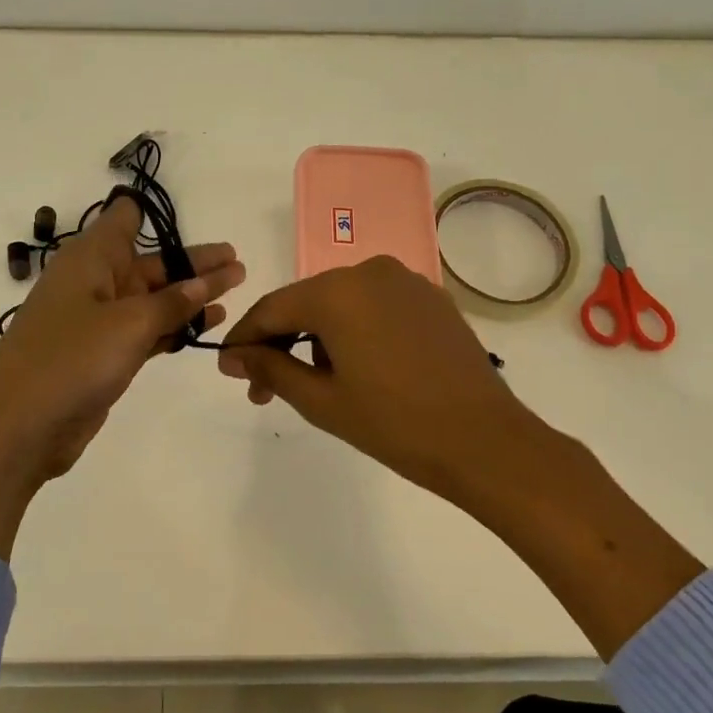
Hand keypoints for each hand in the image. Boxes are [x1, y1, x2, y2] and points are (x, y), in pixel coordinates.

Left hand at [0, 194, 245, 556]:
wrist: (16, 430)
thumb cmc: (69, 361)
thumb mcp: (128, 325)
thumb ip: (172, 303)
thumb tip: (206, 282)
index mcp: (90, 260)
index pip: (123, 219)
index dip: (152, 212)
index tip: (189, 214)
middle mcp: (94, 283)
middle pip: (151, 264)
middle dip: (193, 263)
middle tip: (238, 261)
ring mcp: (98, 323)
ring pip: (153, 300)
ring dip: (191, 296)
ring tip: (235, 288)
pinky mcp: (103, 357)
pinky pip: (147, 332)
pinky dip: (175, 327)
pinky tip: (208, 325)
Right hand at [217, 256, 530, 502]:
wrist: (485, 441)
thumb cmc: (395, 424)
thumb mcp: (322, 400)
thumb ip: (270, 368)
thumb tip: (232, 355)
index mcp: (337, 292)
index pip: (272, 309)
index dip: (245, 338)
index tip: (228, 368)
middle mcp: (369, 271)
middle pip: (306, 302)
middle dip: (281, 342)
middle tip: (264, 388)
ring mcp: (405, 281)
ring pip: (341, 303)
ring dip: (318, 337)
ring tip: (316, 384)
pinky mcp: (431, 298)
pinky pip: (375, 306)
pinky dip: (355, 330)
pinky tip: (358, 367)